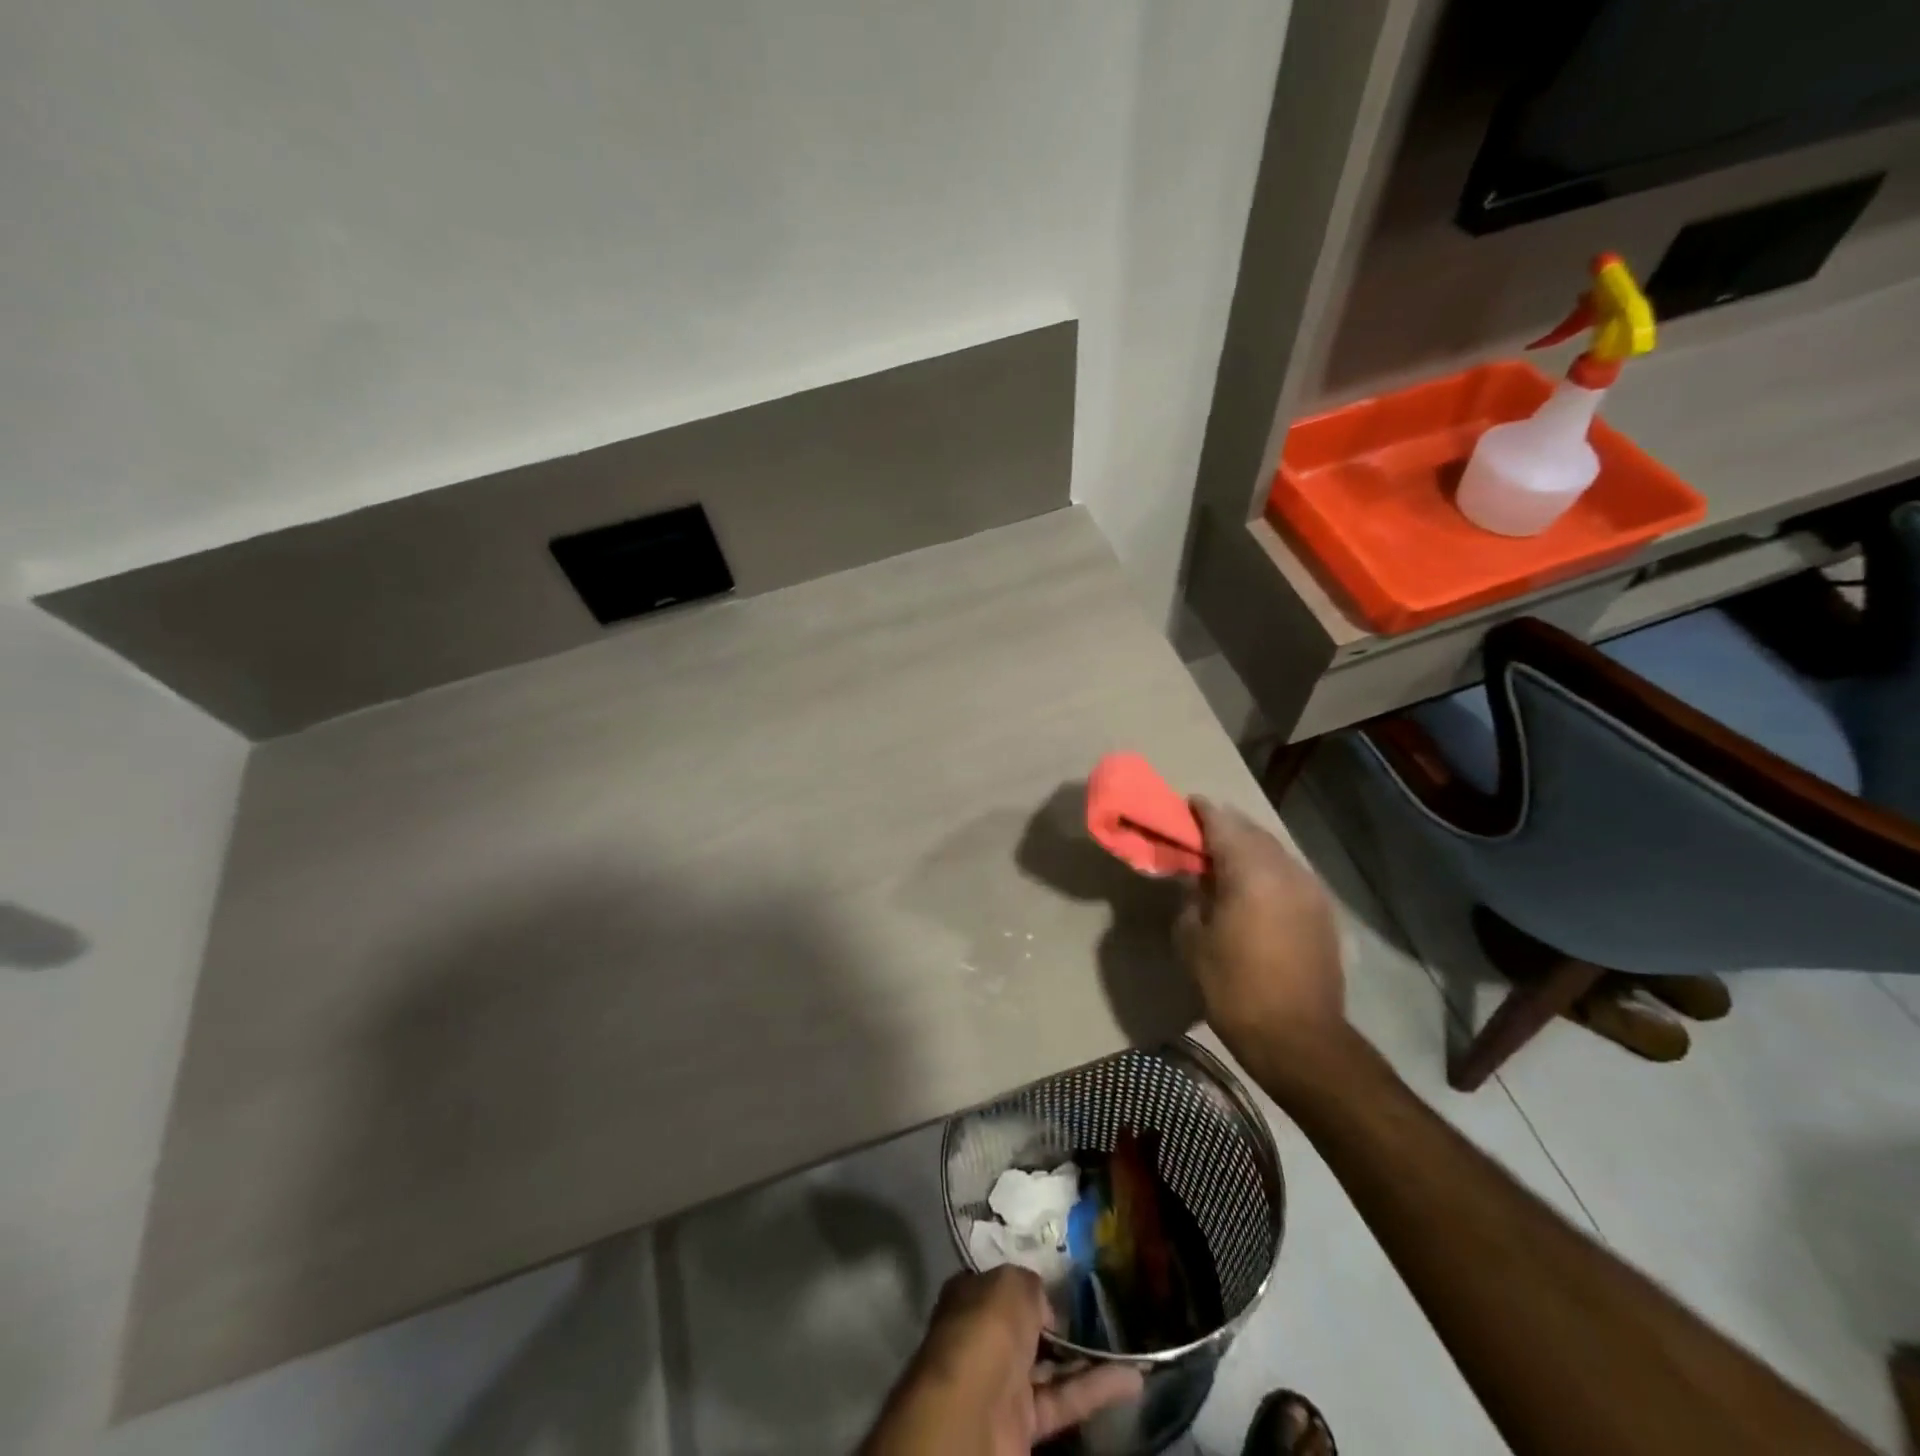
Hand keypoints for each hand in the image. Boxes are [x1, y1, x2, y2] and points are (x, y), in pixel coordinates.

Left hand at [860, 1268, 1142, 1453]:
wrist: (972, 1410)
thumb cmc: (986, 1327)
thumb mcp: (1012, 1283)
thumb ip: (1031, 1288)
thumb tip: (1043, 1308)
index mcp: (970, 1296)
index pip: (1000, 1285)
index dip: (1027, 1284)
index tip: (1059, 1281)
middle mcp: (983, 1337)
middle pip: (1024, 1327)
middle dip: (1057, 1322)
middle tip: (1099, 1311)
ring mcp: (1002, 1383)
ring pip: (1050, 1366)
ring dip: (1087, 1358)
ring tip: (1127, 1344)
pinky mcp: (1024, 1425)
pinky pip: (1065, 1401)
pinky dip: (1097, 1390)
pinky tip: (1132, 1379)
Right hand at [1175, 797, 1346, 1091]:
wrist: (1298, 1038)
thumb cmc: (1233, 987)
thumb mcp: (1192, 939)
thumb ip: (1191, 898)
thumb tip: (1197, 881)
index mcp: (1251, 871)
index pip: (1223, 823)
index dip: (1202, 811)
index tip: (1186, 805)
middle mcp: (1286, 870)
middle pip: (1253, 832)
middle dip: (1226, 826)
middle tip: (1200, 833)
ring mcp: (1311, 890)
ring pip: (1275, 853)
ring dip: (1249, 849)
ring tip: (1224, 860)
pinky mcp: (1323, 913)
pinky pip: (1290, 876)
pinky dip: (1268, 871)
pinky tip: (1253, 889)